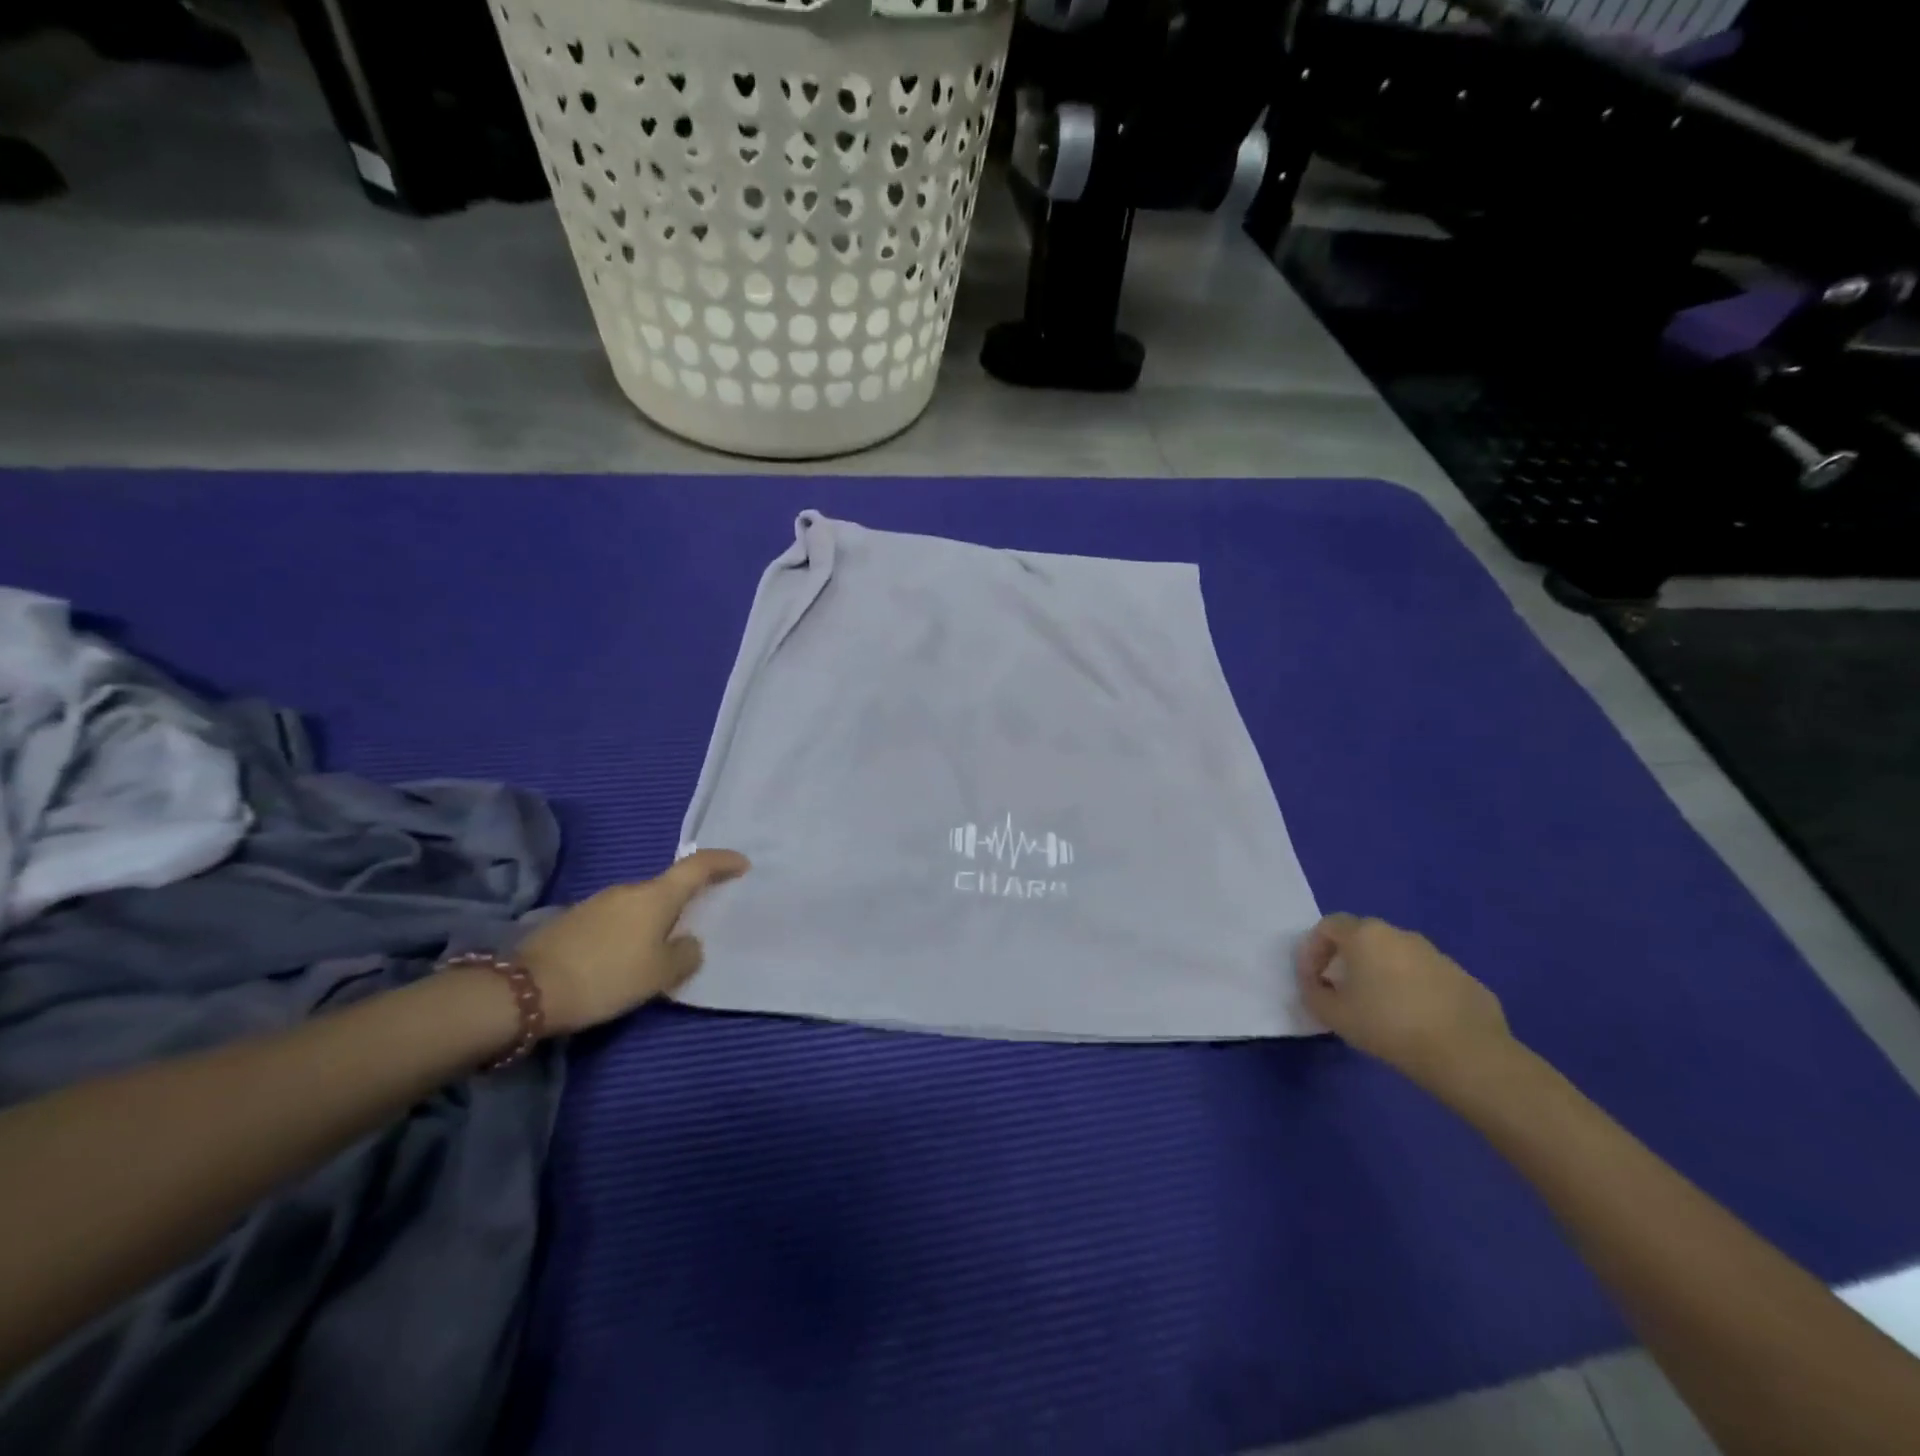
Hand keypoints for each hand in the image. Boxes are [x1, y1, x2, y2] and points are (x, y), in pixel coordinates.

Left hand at [517, 849, 748, 1034]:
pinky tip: (623, 960)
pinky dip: (629, 933)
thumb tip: (688, 944)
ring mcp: (597, 902)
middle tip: (698, 925)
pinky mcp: (573, 921)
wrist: (527, 991)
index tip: (742, 864)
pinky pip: (616, 920)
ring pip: (639, 906)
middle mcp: (628, 889)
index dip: (723, 862)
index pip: (697, 867)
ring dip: (654, 921)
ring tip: (659, 952)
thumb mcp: (660, 974)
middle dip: (685, 902)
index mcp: (656, 895)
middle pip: (667, 888)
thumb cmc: (607, 976)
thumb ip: (685, 955)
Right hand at [1295, 913, 1514, 1094]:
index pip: (1328, 926)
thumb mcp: (1333, 1014)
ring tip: (1380, 1008)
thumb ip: (1313, 992)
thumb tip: (1316, 983)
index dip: (1313, 949)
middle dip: (1347, 959)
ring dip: (1381, 973)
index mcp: (1365, 935)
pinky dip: (1412, 989)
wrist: (1466, 1053)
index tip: (1312, 980)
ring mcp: (1436, 954)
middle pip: (1363, 937)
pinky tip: (1415, 1020)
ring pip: (1396, 956)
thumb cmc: (1387, 1025)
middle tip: (1342, 990)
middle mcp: (1400, 935)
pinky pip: (1425, 976)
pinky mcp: (1463, 977)